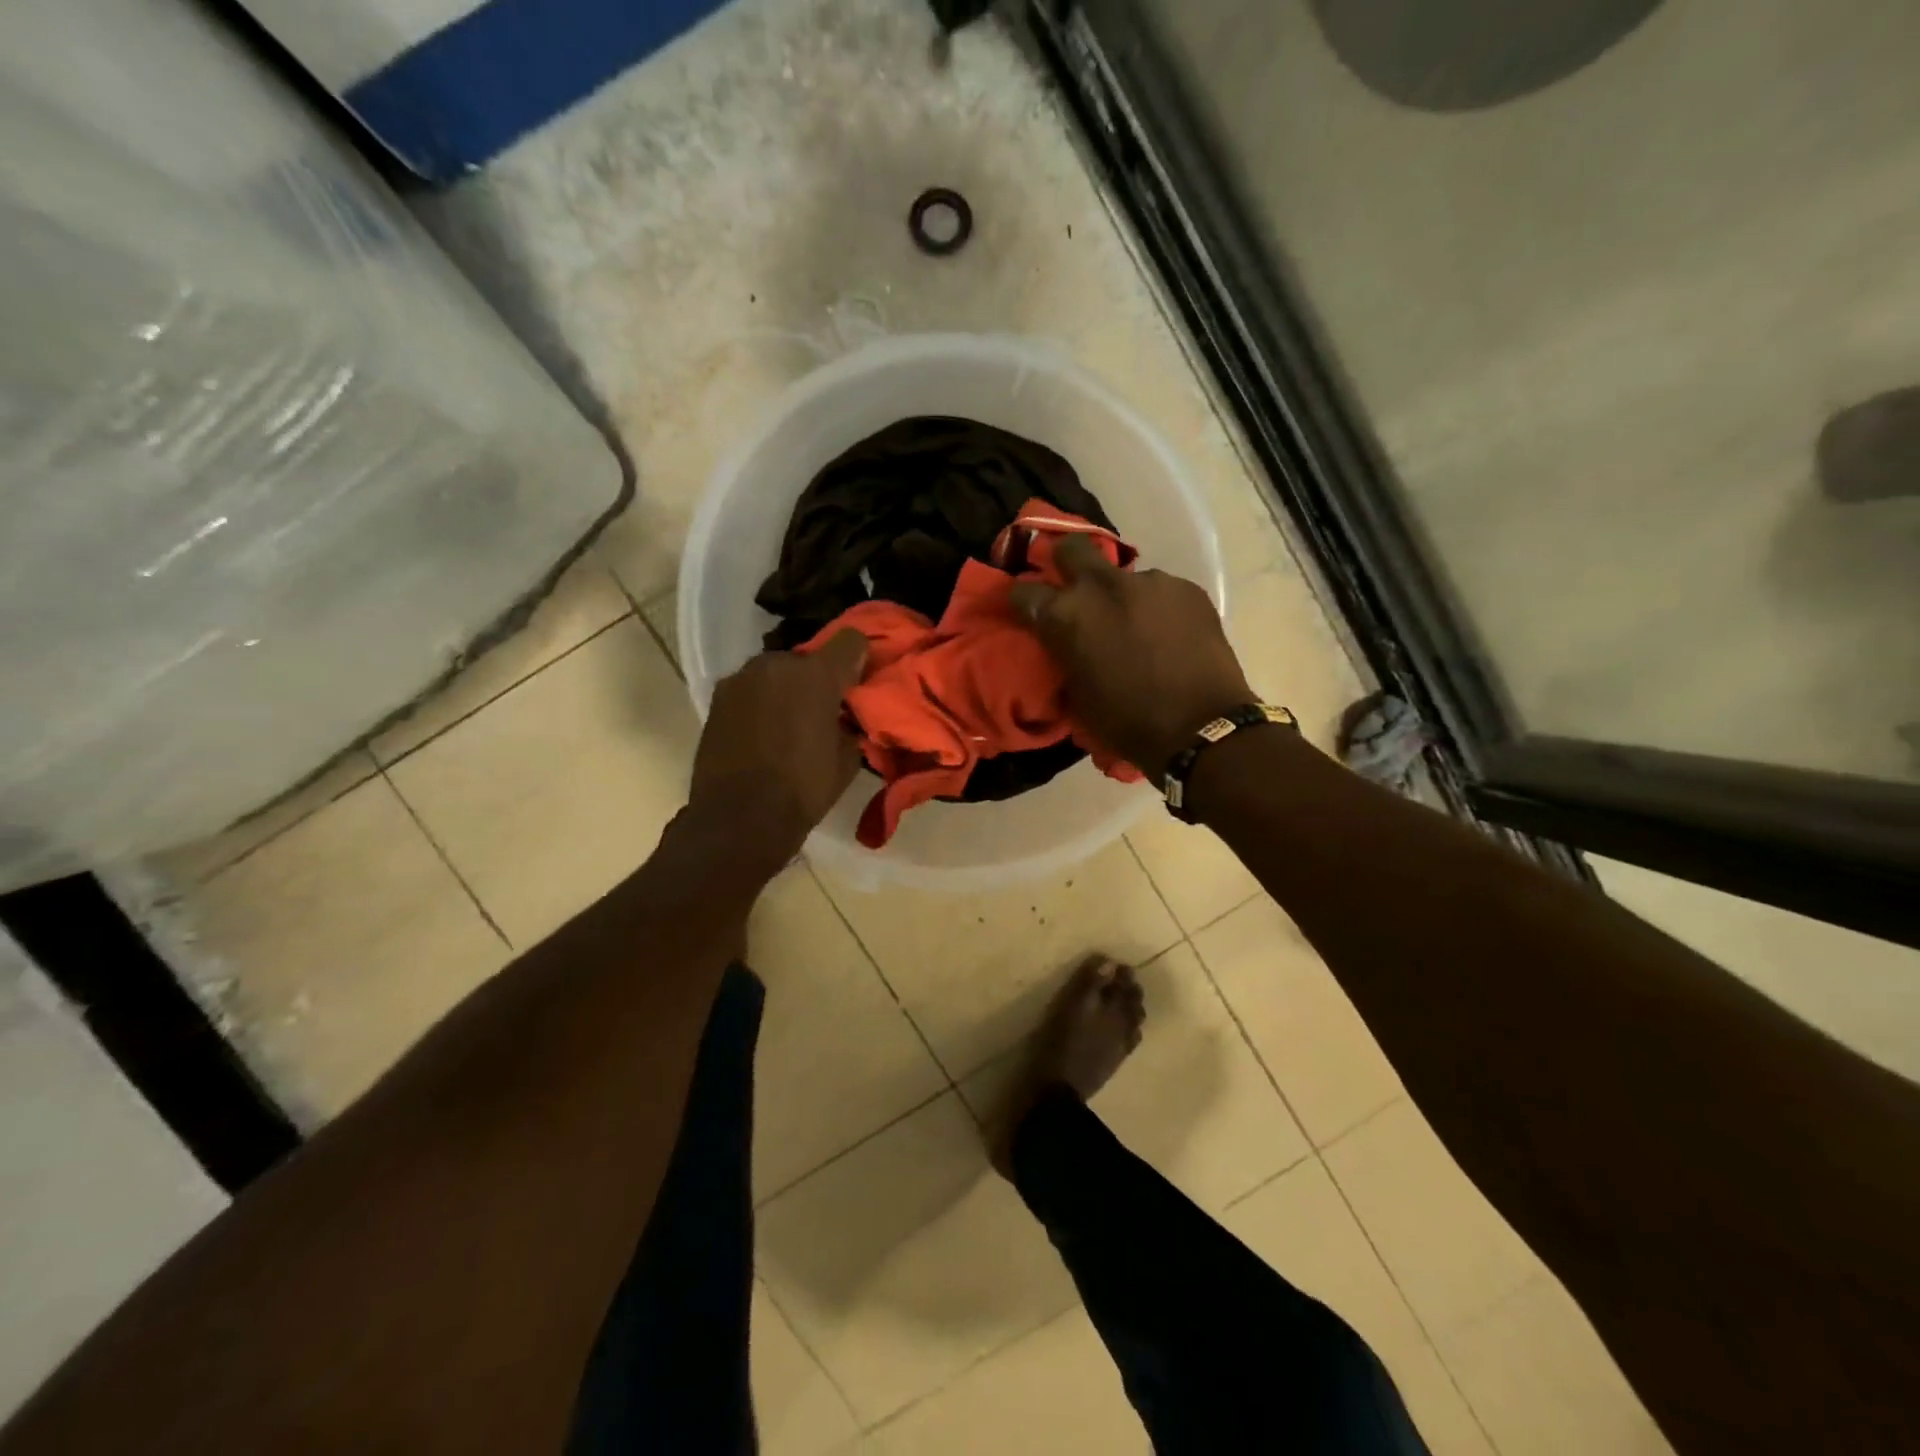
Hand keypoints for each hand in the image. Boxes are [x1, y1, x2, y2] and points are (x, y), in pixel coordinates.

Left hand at [689, 630, 867, 860]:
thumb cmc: (804, 789)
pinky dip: (760, 703)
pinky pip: (750, 690)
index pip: (850, 640)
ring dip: (785, 690)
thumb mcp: (847, 759)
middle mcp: (777, 664)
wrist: (739, 818)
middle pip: (808, 658)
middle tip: (822, 710)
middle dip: (817, 678)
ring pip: (775, 673)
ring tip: (787, 724)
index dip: (858, 658)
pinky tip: (761, 733)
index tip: (858, 682)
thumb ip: (850, 724)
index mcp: (816, 675)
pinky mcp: (717, 697)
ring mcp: (741, 678)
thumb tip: (846, 718)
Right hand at [1012, 537, 1252, 781]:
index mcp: (1066, 615)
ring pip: (1123, 575)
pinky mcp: (1185, 587)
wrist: (1200, 728)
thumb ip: (1064, 655)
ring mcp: (1149, 581)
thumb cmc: (1127, 722)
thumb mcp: (1076, 695)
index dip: (1022, 602)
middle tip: (1072, 586)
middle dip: (1065, 562)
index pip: (1024, 592)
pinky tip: (1168, 634)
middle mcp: (1103, 585)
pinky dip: (1156, 608)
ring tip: (1136, 626)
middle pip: (1071, 548)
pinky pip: (1160, 590)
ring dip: (1120, 595)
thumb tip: (1064, 643)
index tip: (1027, 612)